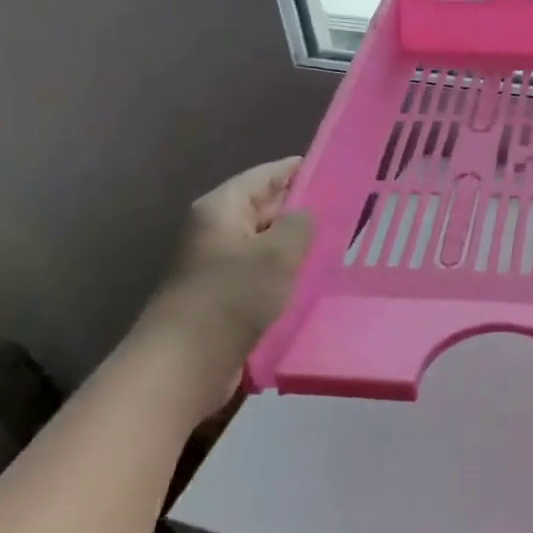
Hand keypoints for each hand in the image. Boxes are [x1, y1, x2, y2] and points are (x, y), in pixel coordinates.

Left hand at [133, 157, 313, 420]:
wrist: (185, 364)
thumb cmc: (232, 296)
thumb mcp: (278, 252)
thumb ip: (299, 224)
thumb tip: (304, 215)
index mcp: (221, 208)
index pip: (265, 175)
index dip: (299, 170)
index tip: (335, 168)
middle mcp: (215, 230)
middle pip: (264, 207)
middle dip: (301, 208)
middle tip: (347, 208)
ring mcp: (216, 264)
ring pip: (264, 243)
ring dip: (295, 244)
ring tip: (338, 242)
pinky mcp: (222, 296)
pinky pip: (260, 272)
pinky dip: (284, 271)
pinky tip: (313, 278)